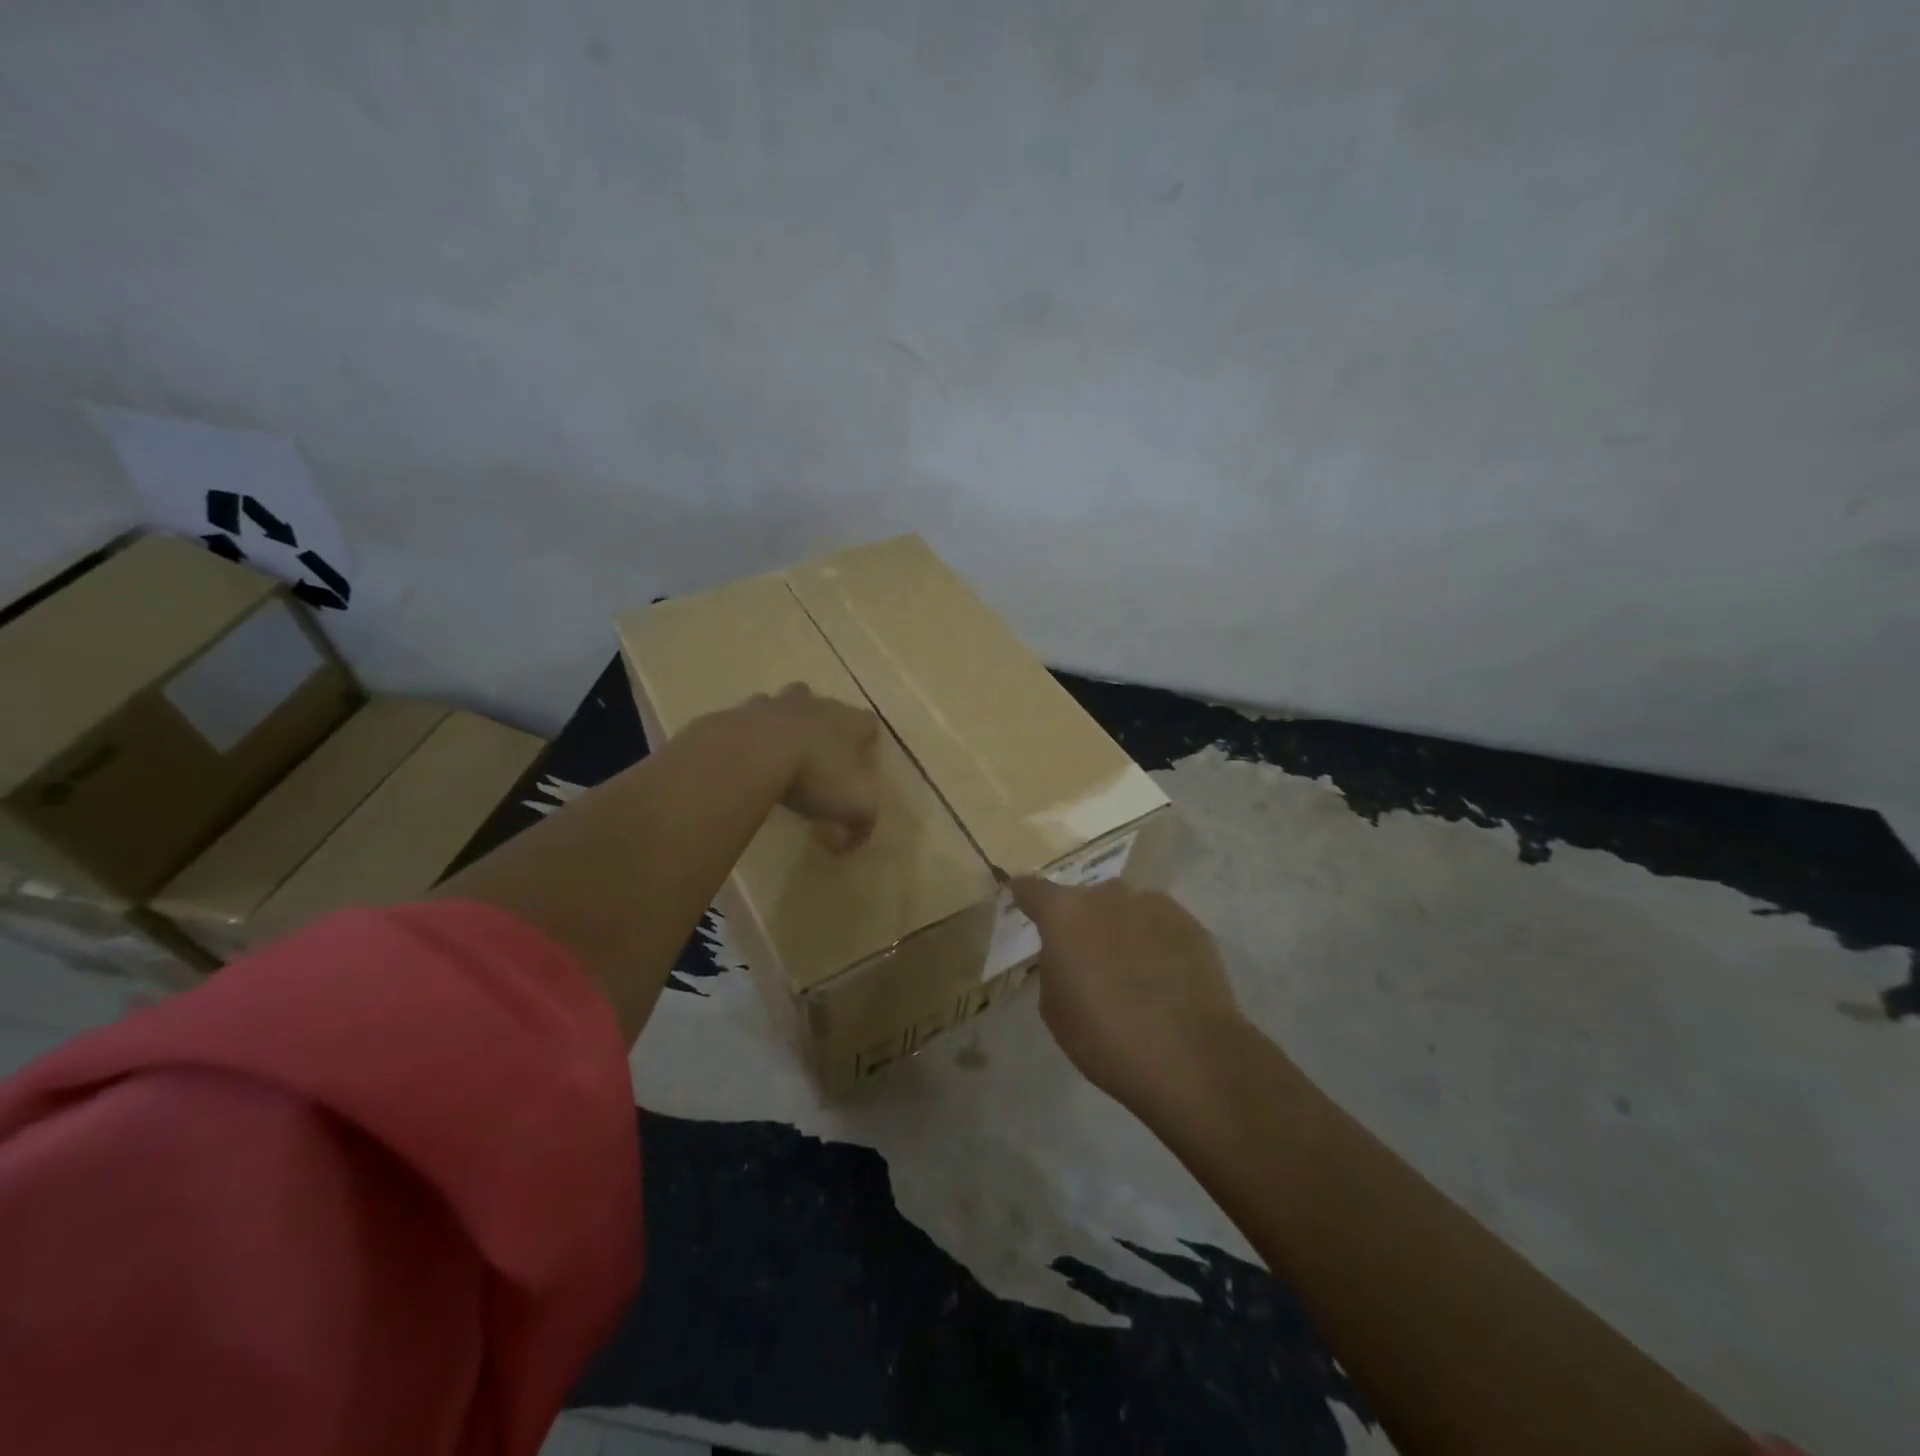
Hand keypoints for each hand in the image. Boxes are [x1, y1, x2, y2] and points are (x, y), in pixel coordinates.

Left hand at [756, 682, 880, 852]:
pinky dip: (747, 734)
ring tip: (777, 751)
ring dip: (783, 722)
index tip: (862, 758)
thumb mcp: (852, 808)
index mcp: (847, 722)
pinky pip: (745, 720)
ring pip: (782, 704)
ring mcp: (772, 705)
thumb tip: (849, 842)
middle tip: (818, 755)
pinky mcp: (736, 713)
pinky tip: (744, 758)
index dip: (867, 738)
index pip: (867, 722)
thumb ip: (860, 824)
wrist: (751, 754)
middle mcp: (813, 705)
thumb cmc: (813, 775)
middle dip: (823, 724)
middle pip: (823, 705)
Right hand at [1008, 876, 1244, 1111]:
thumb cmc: (1106, 1038)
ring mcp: (1153, 904)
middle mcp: (1107, 896)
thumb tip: (1070, 953)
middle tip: (1088, 958)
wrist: (1191, 1057)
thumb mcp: (1055, 1008)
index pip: (1032, 889)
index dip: (1024, 895)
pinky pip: (1160, 925)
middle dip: (1082, 921)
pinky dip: (1155, 942)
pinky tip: (1165, 977)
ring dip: (1121, 929)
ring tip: (1132, 971)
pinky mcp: (1191, 923)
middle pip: (1085, 899)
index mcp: (1064, 914)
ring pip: (1126, 909)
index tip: (1021, 900)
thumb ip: (1055, 965)